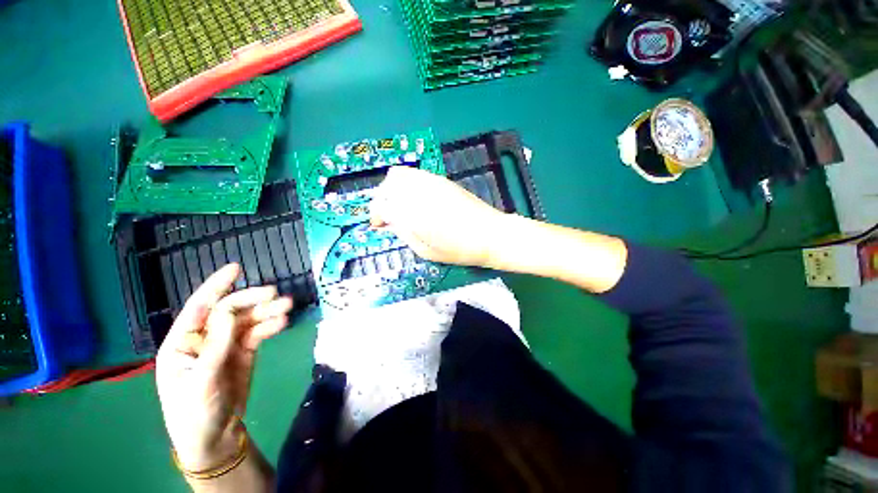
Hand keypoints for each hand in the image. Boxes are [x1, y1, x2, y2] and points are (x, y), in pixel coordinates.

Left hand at [155, 264, 292, 470]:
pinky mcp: (244, 352)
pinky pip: (258, 333)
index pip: (199, 307)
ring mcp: (226, 345)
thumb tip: (228, 311)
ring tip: (287, 306)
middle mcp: (204, 338)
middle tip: (275, 294)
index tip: (236, 268)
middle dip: (251, 300)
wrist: (215, 437)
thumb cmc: (195, 413)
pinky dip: (270, 326)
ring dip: (267, 312)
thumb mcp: (202, 381)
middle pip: (229, 311)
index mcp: (182, 342)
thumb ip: (215, 346)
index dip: (216, 286)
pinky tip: (283, 322)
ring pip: (247, 321)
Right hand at [370, 166, 507, 266]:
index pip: (382, 206)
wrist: (489, 234)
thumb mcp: (425, 250)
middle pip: (387, 185)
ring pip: (399, 175)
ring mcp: (430, 182)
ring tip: (399, 206)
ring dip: (392, 189)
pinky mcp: (441, 179)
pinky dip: (406, 184)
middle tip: (387, 216)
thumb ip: (403, 233)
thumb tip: (390, 222)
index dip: (376, 216)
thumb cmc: (458, 250)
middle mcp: (418, 192)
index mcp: (412, 213)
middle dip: (382, 200)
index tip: (378, 226)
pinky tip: (414, 198)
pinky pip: (414, 174)